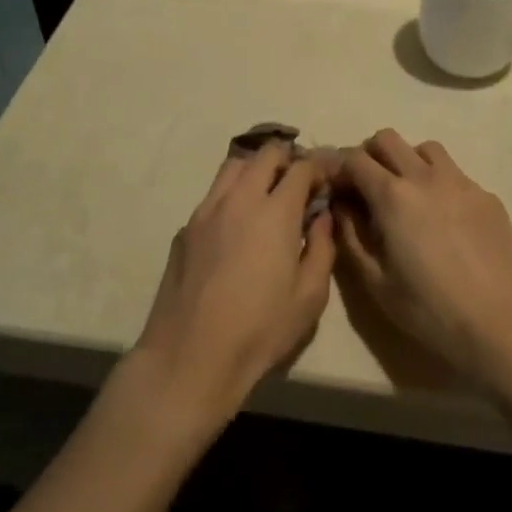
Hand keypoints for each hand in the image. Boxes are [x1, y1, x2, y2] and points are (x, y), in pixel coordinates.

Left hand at [131, 142, 335, 428]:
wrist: (190, 356)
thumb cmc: (260, 330)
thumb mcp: (310, 296)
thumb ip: (321, 247)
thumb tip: (321, 217)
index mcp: (275, 212)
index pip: (300, 167)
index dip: (318, 168)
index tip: (326, 180)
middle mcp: (239, 199)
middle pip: (265, 154)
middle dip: (287, 159)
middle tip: (298, 183)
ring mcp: (206, 211)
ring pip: (233, 166)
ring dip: (255, 169)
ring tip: (266, 194)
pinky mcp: (185, 228)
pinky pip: (213, 195)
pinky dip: (231, 196)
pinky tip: (236, 227)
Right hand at [333, 129, 511, 385]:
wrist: (502, 322)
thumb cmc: (431, 309)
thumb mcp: (376, 282)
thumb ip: (351, 237)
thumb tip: (341, 208)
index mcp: (392, 196)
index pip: (354, 159)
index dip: (340, 170)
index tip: (337, 189)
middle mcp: (425, 176)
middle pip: (387, 139)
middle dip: (370, 155)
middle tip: (367, 187)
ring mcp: (460, 182)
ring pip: (425, 148)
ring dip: (407, 161)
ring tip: (408, 196)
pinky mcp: (487, 195)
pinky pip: (454, 173)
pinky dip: (439, 182)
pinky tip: (444, 219)